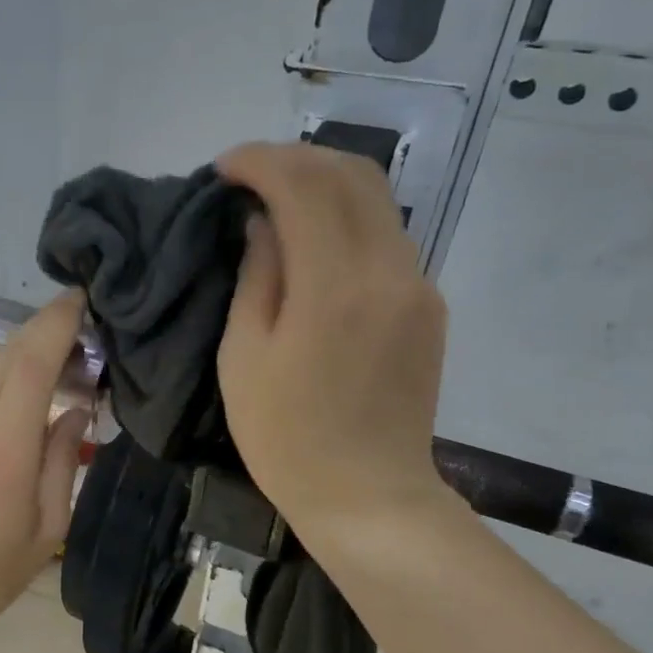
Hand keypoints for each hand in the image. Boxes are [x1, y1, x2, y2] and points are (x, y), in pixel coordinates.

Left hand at [0, 293, 91, 652]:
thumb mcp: (47, 530)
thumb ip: (64, 461)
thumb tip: (76, 406)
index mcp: (4, 456)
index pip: (34, 365)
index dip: (58, 324)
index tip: (80, 302)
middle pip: (10, 355)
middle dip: (45, 337)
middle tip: (74, 350)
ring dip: (15, 361)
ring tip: (38, 382)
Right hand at [216, 142, 449, 542]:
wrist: (368, 494)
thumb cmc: (286, 436)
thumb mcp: (244, 357)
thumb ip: (257, 276)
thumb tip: (263, 223)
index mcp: (334, 286)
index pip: (304, 185)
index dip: (260, 162)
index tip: (224, 168)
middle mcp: (388, 269)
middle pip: (351, 175)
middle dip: (296, 159)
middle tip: (249, 175)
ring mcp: (417, 284)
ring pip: (378, 199)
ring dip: (325, 182)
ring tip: (278, 199)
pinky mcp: (428, 304)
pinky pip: (388, 235)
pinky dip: (348, 217)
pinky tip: (316, 238)